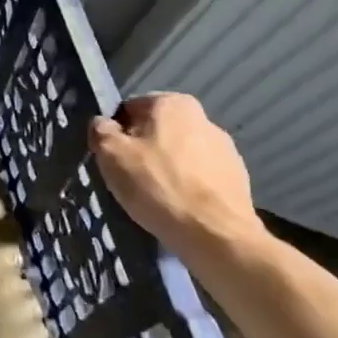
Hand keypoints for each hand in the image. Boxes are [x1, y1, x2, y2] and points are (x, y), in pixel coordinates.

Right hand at [90, 94, 262, 253]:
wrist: (215, 234)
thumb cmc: (157, 185)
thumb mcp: (110, 154)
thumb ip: (100, 130)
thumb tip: (103, 125)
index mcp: (172, 103)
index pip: (129, 109)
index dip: (116, 134)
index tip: (113, 159)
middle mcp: (203, 117)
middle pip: (157, 131)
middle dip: (143, 150)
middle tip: (131, 179)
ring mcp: (225, 148)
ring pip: (179, 154)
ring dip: (166, 168)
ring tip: (157, 197)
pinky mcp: (237, 176)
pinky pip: (200, 176)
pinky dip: (187, 186)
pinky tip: (179, 207)